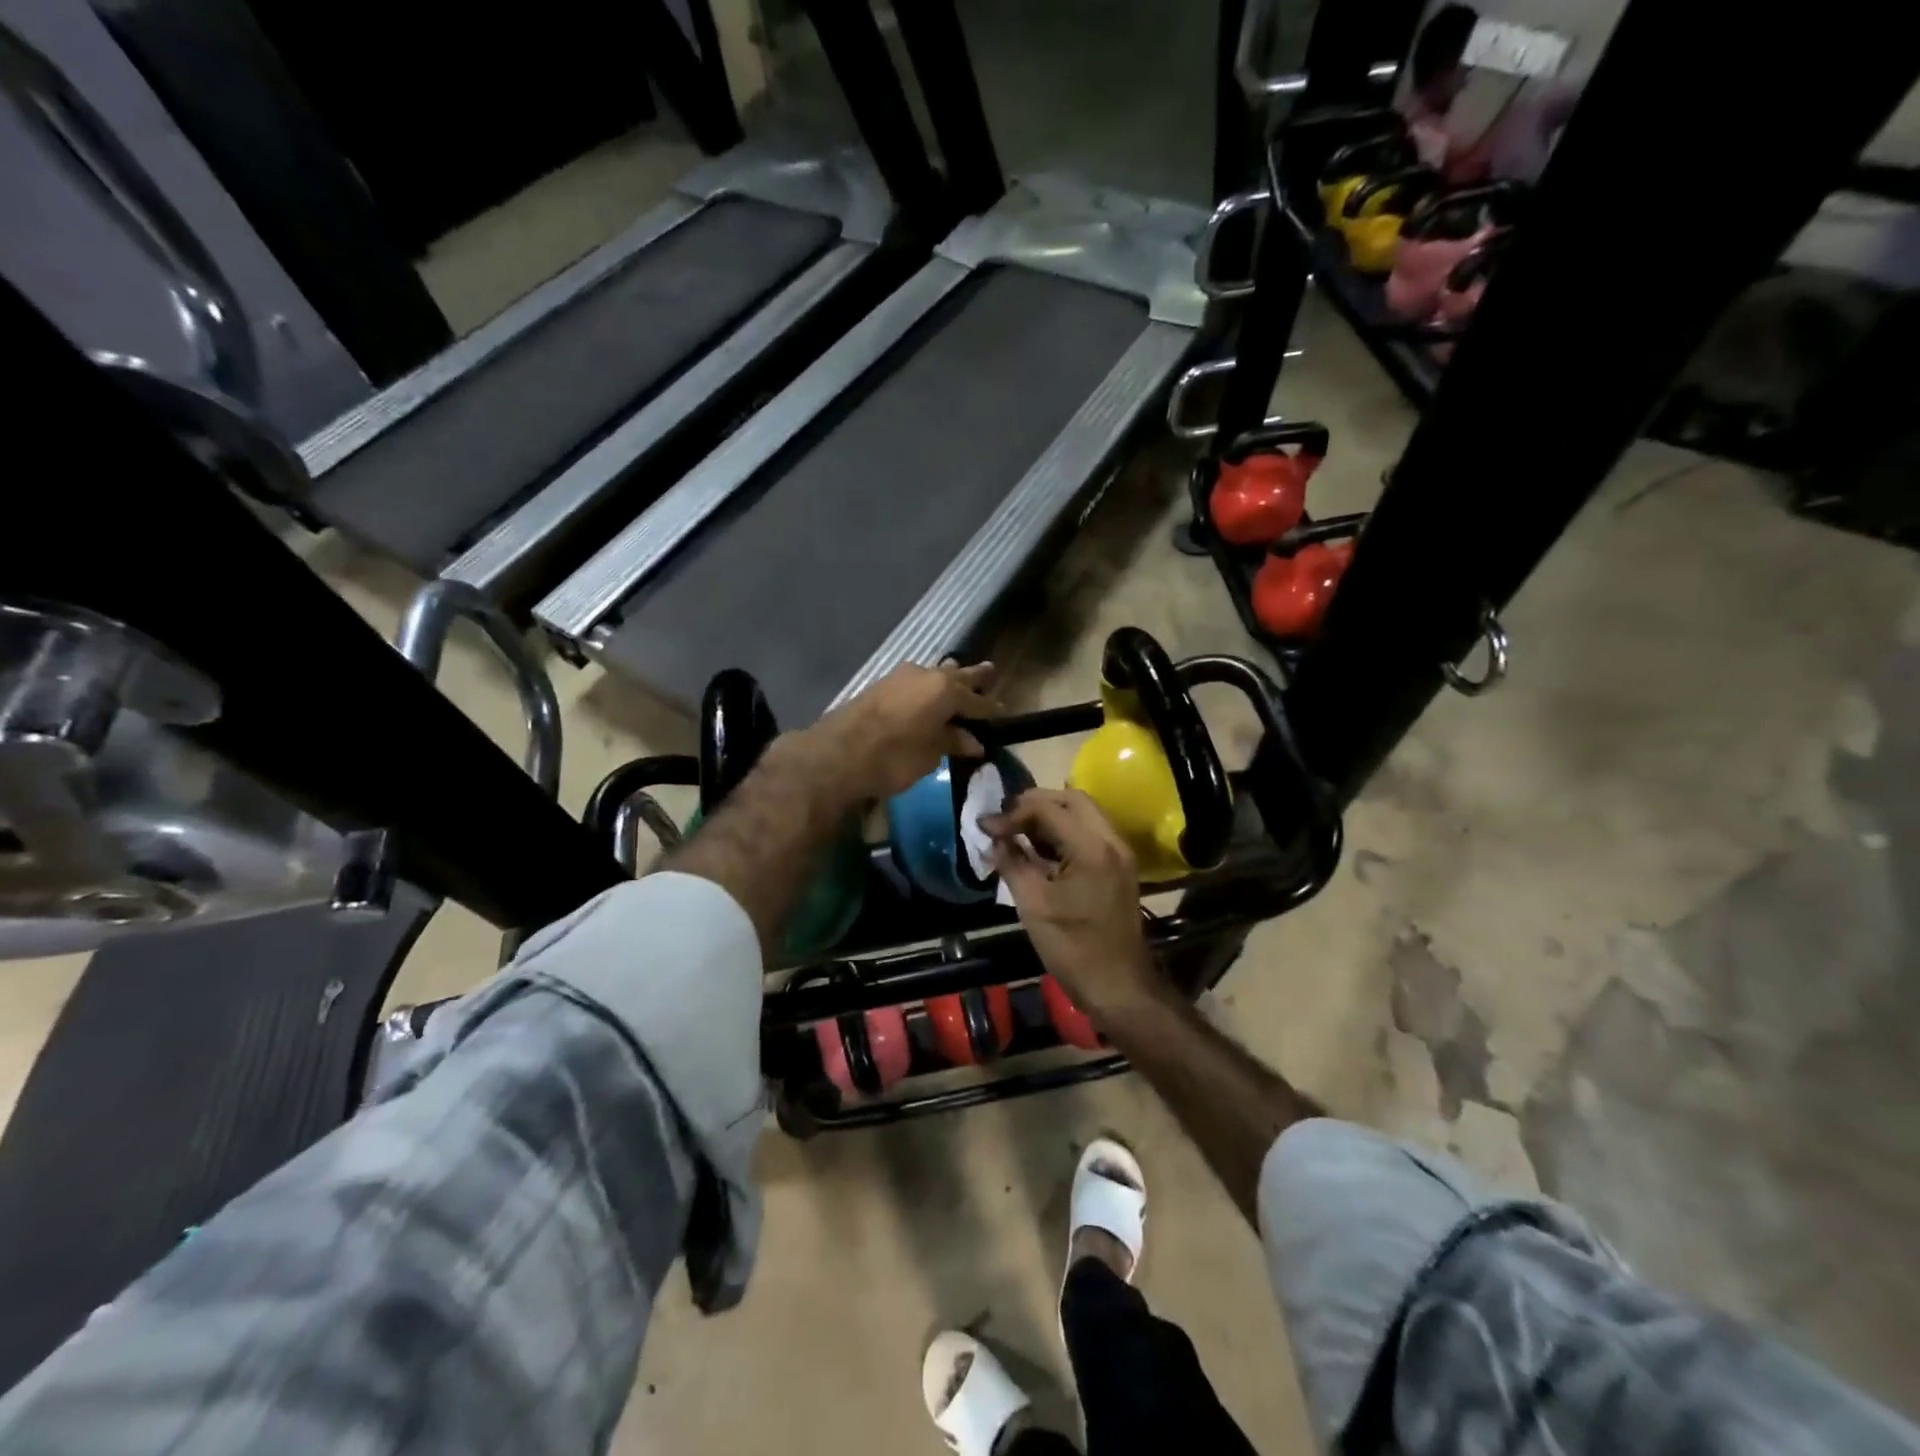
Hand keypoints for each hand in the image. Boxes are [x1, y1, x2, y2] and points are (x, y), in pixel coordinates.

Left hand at [802, 660, 997, 802]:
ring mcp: (900, 677)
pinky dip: (926, 686)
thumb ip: (951, 742)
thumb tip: (972, 741)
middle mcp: (926, 675)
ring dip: (946, 678)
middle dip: (973, 678)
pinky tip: (926, 693)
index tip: (1001, 713)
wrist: (838, 754)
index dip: (990, 709)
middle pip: (957, 675)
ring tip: (958, 677)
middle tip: (989, 672)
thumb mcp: (930, 754)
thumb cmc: (893, 757)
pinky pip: (914, 680)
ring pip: (933, 673)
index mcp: (946, 690)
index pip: (977, 701)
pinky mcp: (880, 685)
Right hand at [984, 789, 1162, 1022]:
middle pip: (1071, 799)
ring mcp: (1119, 852)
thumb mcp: (1033, 905)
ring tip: (1016, 832)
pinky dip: (1064, 831)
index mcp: (1092, 847)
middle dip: (1034, 804)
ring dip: (1050, 815)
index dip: (1012, 813)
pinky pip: (1089, 832)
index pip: (1048, 808)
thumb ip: (1012, 863)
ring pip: (1083, 813)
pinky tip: (1038, 849)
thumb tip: (993, 838)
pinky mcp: (1118, 866)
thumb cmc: (1073, 949)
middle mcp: (1112, 840)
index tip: (985, 827)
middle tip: (1004, 821)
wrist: (1120, 988)